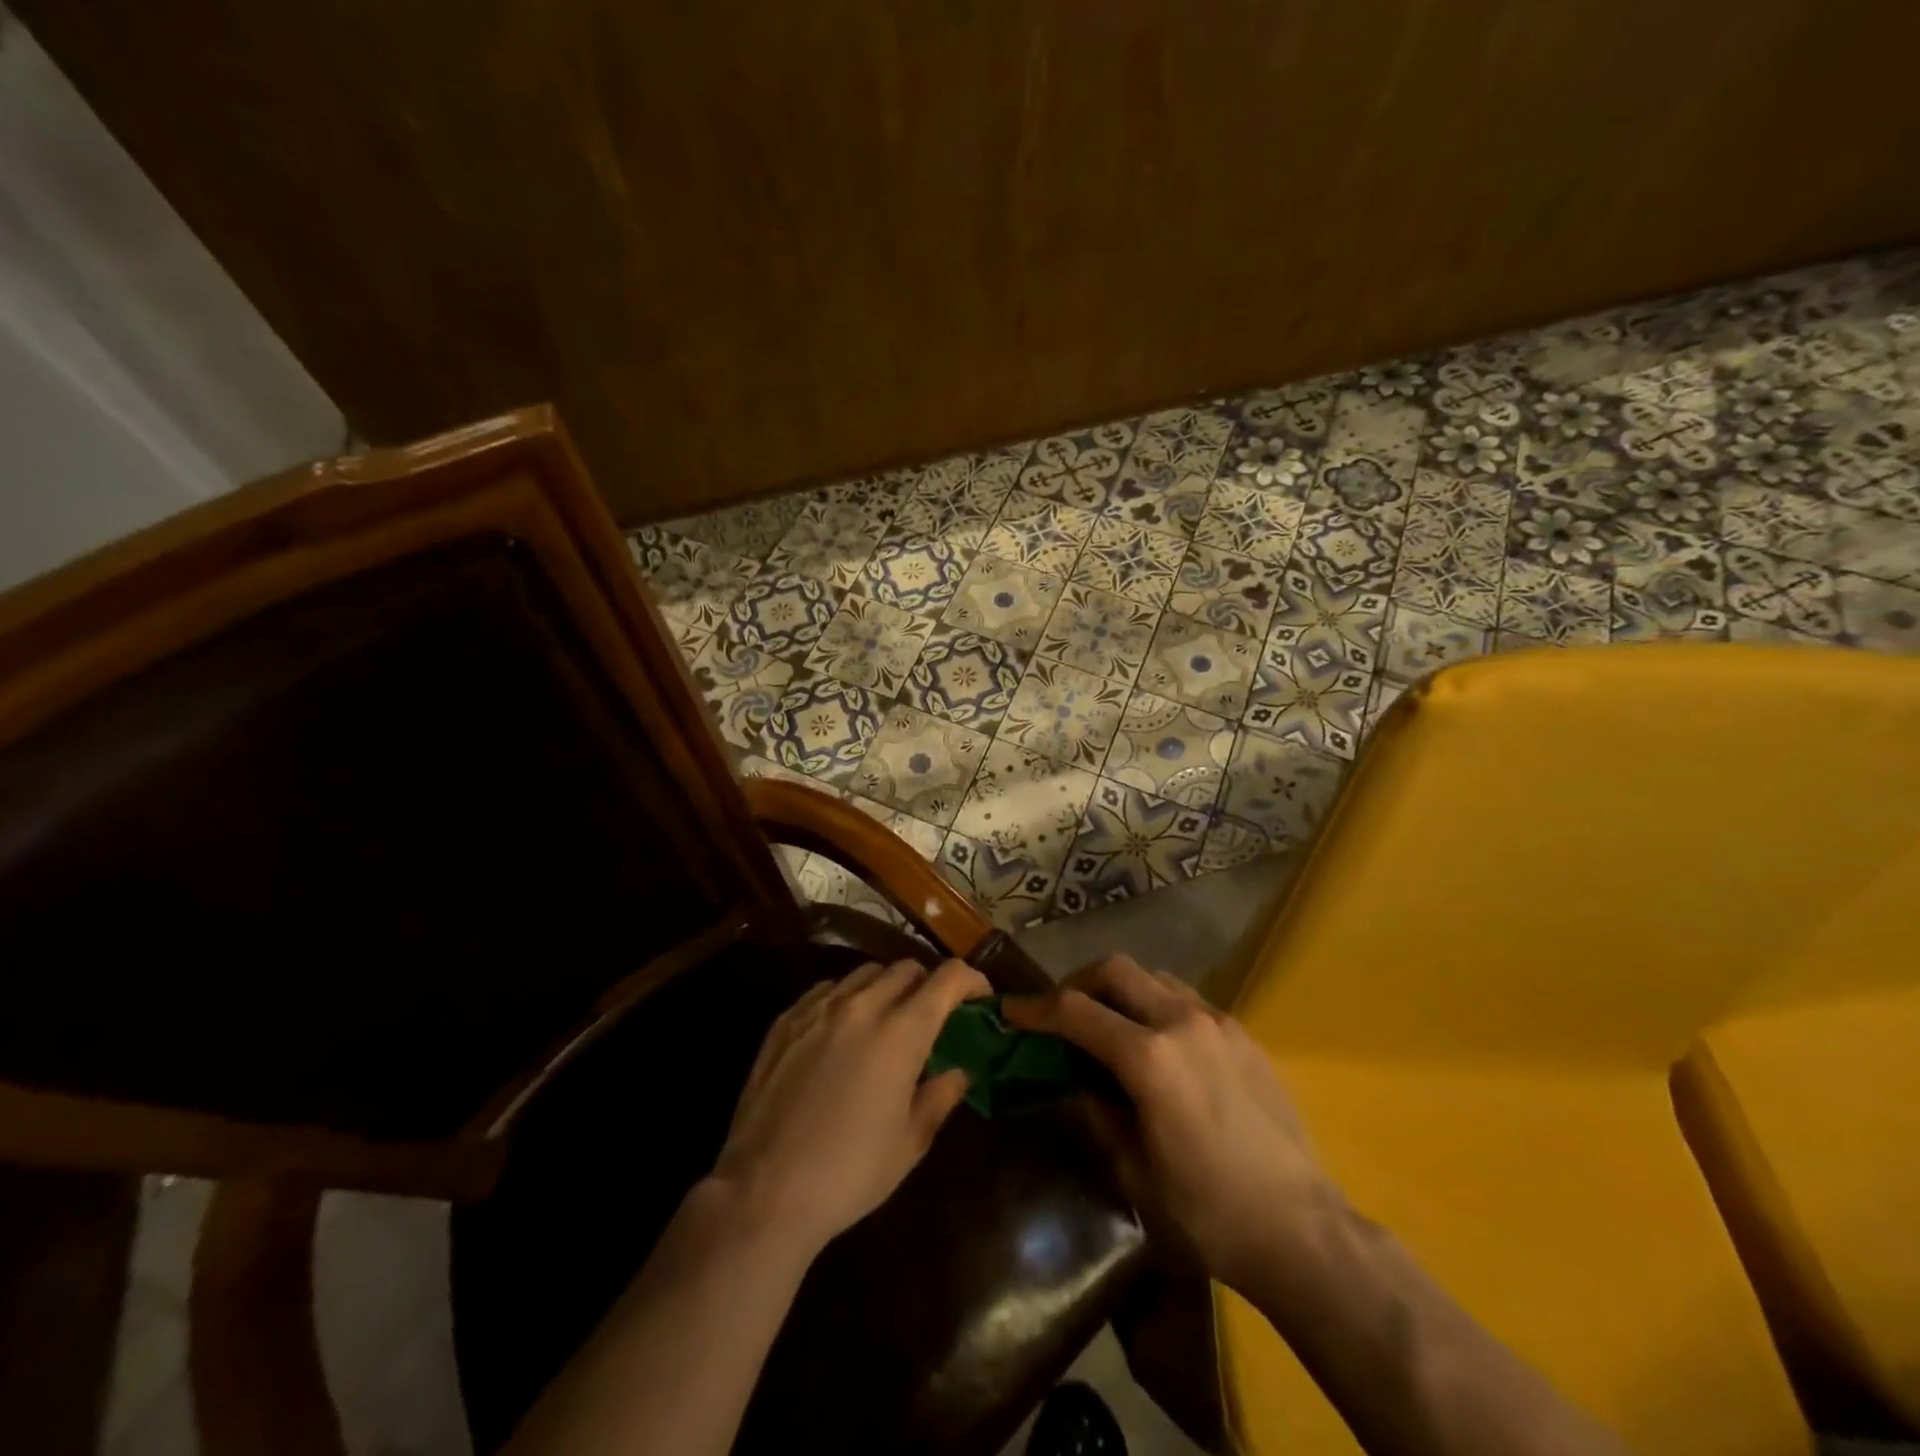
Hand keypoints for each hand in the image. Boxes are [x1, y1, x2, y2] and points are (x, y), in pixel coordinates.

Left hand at [712, 957, 991, 1253]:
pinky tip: (842, 1030)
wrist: (764, 1192)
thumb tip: (958, 1070)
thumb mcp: (910, 1143)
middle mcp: (861, 1006)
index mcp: (901, 1032)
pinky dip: (847, 998)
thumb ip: (940, 1096)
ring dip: (887, 987)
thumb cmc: (849, 1173)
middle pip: (906, 968)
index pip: (947, 979)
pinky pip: (827, 989)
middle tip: (933, 1016)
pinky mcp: (785, 1020)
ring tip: (887, 1020)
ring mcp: (818, 1008)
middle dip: (929, 984)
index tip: (980, 997)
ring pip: (865, 973)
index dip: (971, 980)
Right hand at [1005, 954, 1333, 1293]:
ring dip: (1121, 991)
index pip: (1076, 1012)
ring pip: (1154, 977)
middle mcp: (1182, 1022)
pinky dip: (1157, 1006)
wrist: (1301, 1231)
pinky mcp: (1242, 1035)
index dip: (1035, 1008)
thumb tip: (1077, 1079)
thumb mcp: (1134, 1170)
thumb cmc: (1208, 1213)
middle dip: (1078, 983)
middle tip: (1062, 1012)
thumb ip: (1098, 1111)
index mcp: (1150, 1058)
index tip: (1010, 1010)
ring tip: (1110, 1026)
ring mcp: (1218, 1023)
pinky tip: (1159, 1046)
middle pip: (1115, 970)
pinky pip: (1187, 1000)